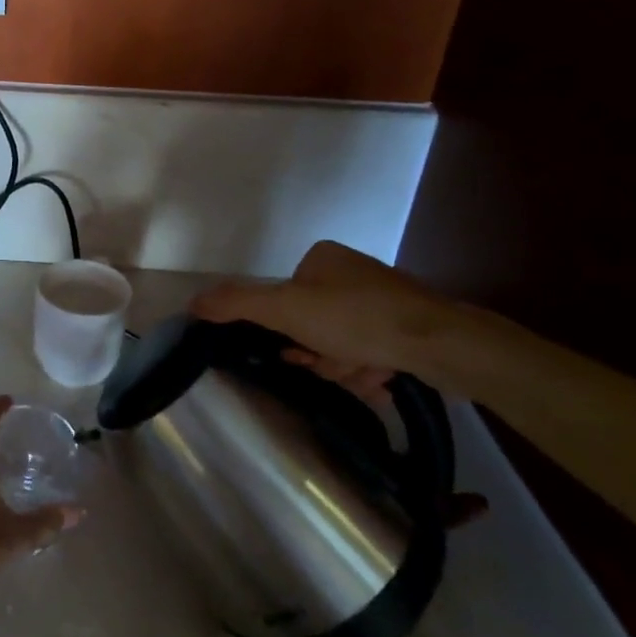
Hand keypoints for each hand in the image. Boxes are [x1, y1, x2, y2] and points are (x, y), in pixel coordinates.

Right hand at [192, 240, 463, 385]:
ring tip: (364, 374)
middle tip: (333, 366)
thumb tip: (191, 302)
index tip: (298, 352)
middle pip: (312, 325)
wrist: (444, 344)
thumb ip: (237, 304)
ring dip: (344, 366)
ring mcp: (384, 300)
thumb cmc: (358, 319)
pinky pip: (372, 352)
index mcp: (322, 258)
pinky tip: (382, 378)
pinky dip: (370, 369)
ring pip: (341, 344)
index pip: (285, 299)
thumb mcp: (286, 308)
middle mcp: (352, 273)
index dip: (287, 331)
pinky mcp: (409, 328)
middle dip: (319, 353)